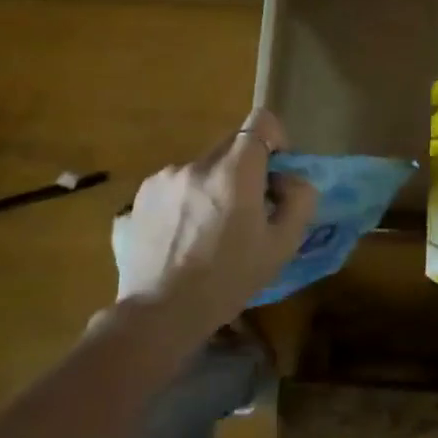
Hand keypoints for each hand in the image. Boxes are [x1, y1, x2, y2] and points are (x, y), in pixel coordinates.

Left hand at [112, 108, 317, 337]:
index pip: (260, 121)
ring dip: (210, 188)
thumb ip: (299, 201)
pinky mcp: (137, 198)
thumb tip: (290, 180)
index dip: (274, 138)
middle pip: (230, 146)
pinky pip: (171, 189)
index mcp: (234, 171)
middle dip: (244, 169)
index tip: (275, 171)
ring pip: (199, 169)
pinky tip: (179, 240)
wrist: (159, 316)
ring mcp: (162, 179)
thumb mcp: (281, 247)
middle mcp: (196, 164)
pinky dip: (181, 204)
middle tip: (245, 210)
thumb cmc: (227, 281)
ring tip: (206, 232)